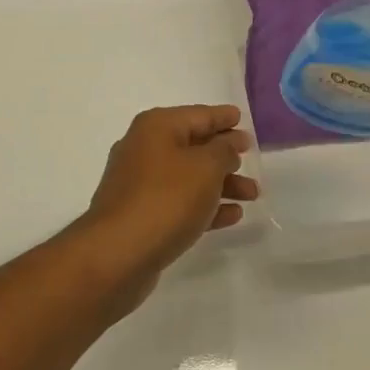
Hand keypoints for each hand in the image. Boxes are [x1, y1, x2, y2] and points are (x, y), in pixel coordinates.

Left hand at [77, 105, 256, 289]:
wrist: (117, 254)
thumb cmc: (167, 199)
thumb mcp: (206, 167)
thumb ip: (224, 150)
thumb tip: (228, 145)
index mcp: (157, 127)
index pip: (199, 115)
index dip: (223, 118)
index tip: (243, 120)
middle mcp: (144, 149)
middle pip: (194, 146)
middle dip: (225, 155)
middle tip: (252, 159)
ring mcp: (140, 184)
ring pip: (189, 177)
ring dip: (221, 184)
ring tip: (253, 195)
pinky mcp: (141, 215)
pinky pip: (180, 203)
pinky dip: (205, 206)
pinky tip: (232, 215)